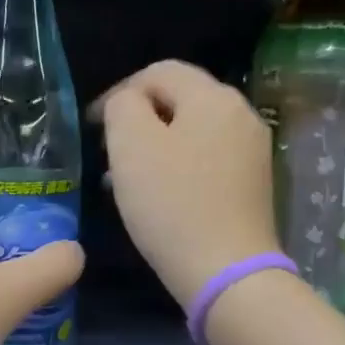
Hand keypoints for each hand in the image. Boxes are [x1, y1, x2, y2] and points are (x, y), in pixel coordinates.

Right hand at [95, 60, 278, 309]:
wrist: (226, 272)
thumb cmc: (172, 204)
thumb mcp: (131, 145)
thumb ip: (123, 107)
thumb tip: (129, 103)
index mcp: (213, 97)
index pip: (159, 71)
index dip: (118, 92)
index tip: (91, 127)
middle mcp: (241, 114)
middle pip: (180, 99)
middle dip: (138, 119)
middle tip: (107, 152)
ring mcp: (252, 150)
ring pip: (192, 131)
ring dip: (156, 145)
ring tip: (125, 177)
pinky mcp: (253, 183)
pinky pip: (207, 158)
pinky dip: (178, 165)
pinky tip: (159, 195)